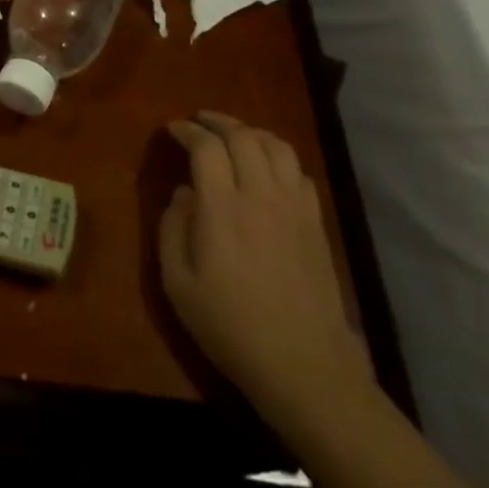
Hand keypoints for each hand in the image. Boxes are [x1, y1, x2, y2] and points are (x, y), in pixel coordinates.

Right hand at [158, 111, 375, 441]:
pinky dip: (279, 158)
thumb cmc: (229, 326)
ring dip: (251, 132)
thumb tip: (183, 194)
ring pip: (277, 146)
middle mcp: (260, 195)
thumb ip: (172, 228)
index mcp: (222, 208)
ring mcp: (294, 207)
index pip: (206, 146)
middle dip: (217, 121)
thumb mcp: (178, 283)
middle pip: (243, 136)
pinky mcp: (316, 223)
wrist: (304, 365)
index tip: (172, 129)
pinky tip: (267, 169)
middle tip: (199, 122)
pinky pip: (299, 171)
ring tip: (233, 136)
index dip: (187, 130)